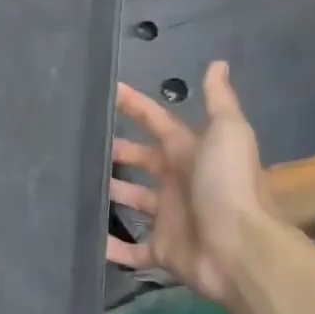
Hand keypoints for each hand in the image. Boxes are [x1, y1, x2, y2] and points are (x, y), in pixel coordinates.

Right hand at [106, 61, 277, 303]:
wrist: (241, 250)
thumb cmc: (229, 186)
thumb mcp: (228, 133)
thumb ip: (219, 100)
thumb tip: (218, 63)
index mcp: (189, 153)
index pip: (157, 123)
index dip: (135, 106)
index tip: (106, 92)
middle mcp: (177, 182)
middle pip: (141, 161)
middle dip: (116, 151)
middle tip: (82, 142)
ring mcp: (168, 218)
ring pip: (132, 200)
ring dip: (109, 193)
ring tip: (74, 182)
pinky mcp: (161, 250)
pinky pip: (130, 250)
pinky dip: (110, 247)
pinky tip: (85, 236)